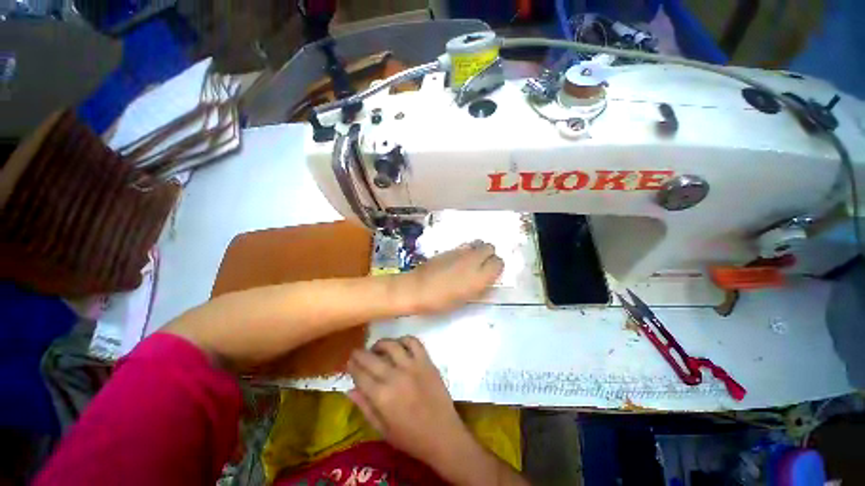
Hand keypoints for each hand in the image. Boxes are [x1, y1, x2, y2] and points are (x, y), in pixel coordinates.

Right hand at [347, 337, 471, 465]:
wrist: (442, 434)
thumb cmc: (410, 437)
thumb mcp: (382, 430)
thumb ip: (365, 408)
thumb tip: (350, 389)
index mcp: (382, 397)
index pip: (360, 376)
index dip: (352, 367)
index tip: (349, 362)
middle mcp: (395, 377)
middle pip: (372, 358)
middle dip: (360, 353)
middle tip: (357, 352)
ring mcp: (412, 366)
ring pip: (392, 345)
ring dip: (381, 344)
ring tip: (377, 348)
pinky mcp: (426, 361)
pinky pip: (414, 342)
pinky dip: (404, 339)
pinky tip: (399, 344)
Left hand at [397, 241, 503, 314]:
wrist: (418, 288)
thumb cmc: (442, 300)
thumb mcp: (466, 299)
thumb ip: (480, 289)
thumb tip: (487, 282)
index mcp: (480, 276)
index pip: (499, 263)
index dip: (496, 268)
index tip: (491, 274)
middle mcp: (473, 259)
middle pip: (490, 247)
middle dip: (489, 255)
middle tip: (482, 265)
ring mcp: (461, 252)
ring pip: (478, 243)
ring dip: (478, 250)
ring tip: (470, 261)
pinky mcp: (449, 248)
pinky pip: (465, 245)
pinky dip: (466, 250)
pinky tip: (457, 260)